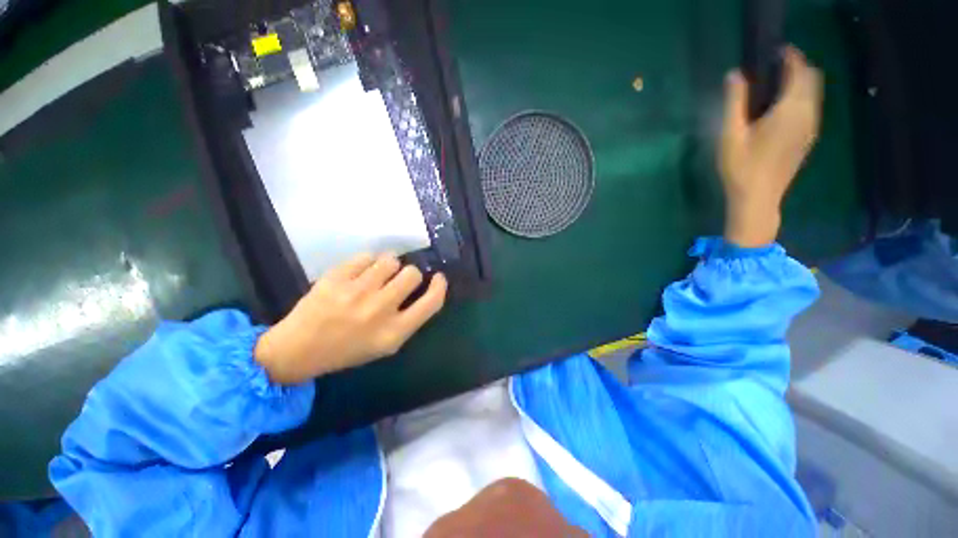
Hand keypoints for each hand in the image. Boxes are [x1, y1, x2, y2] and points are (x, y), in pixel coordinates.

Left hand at [254, 253, 447, 384]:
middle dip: (409, 274)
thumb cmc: (348, 350)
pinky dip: (367, 262)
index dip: (440, 286)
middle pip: (412, 274)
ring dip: (388, 266)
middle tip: (397, 280)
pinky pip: (366, 256)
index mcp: (394, 332)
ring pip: (390, 260)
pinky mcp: (337, 277)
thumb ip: (409, 318)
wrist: (298, 349)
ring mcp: (356, 291)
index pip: (432, 302)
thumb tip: (424, 288)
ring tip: (376, 275)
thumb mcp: (386, 344)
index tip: (438, 277)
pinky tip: (358, 274)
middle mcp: (379, 310)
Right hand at [720, 46, 822, 247]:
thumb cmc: (741, 167)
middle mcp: (807, 114)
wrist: (758, 198)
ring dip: (800, 82)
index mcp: (790, 110)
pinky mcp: (808, 138)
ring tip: (776, 85)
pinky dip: (802, 97)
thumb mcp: (731, 135)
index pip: (799, 71)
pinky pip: (812, 107)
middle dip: (797, 67)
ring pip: (814, 93)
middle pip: (812, 79)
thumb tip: (734, 75)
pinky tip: (782, 107)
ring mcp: (811, 127)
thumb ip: (735, 103)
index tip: (774, 53)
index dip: (790, 57)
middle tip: (773, 68)